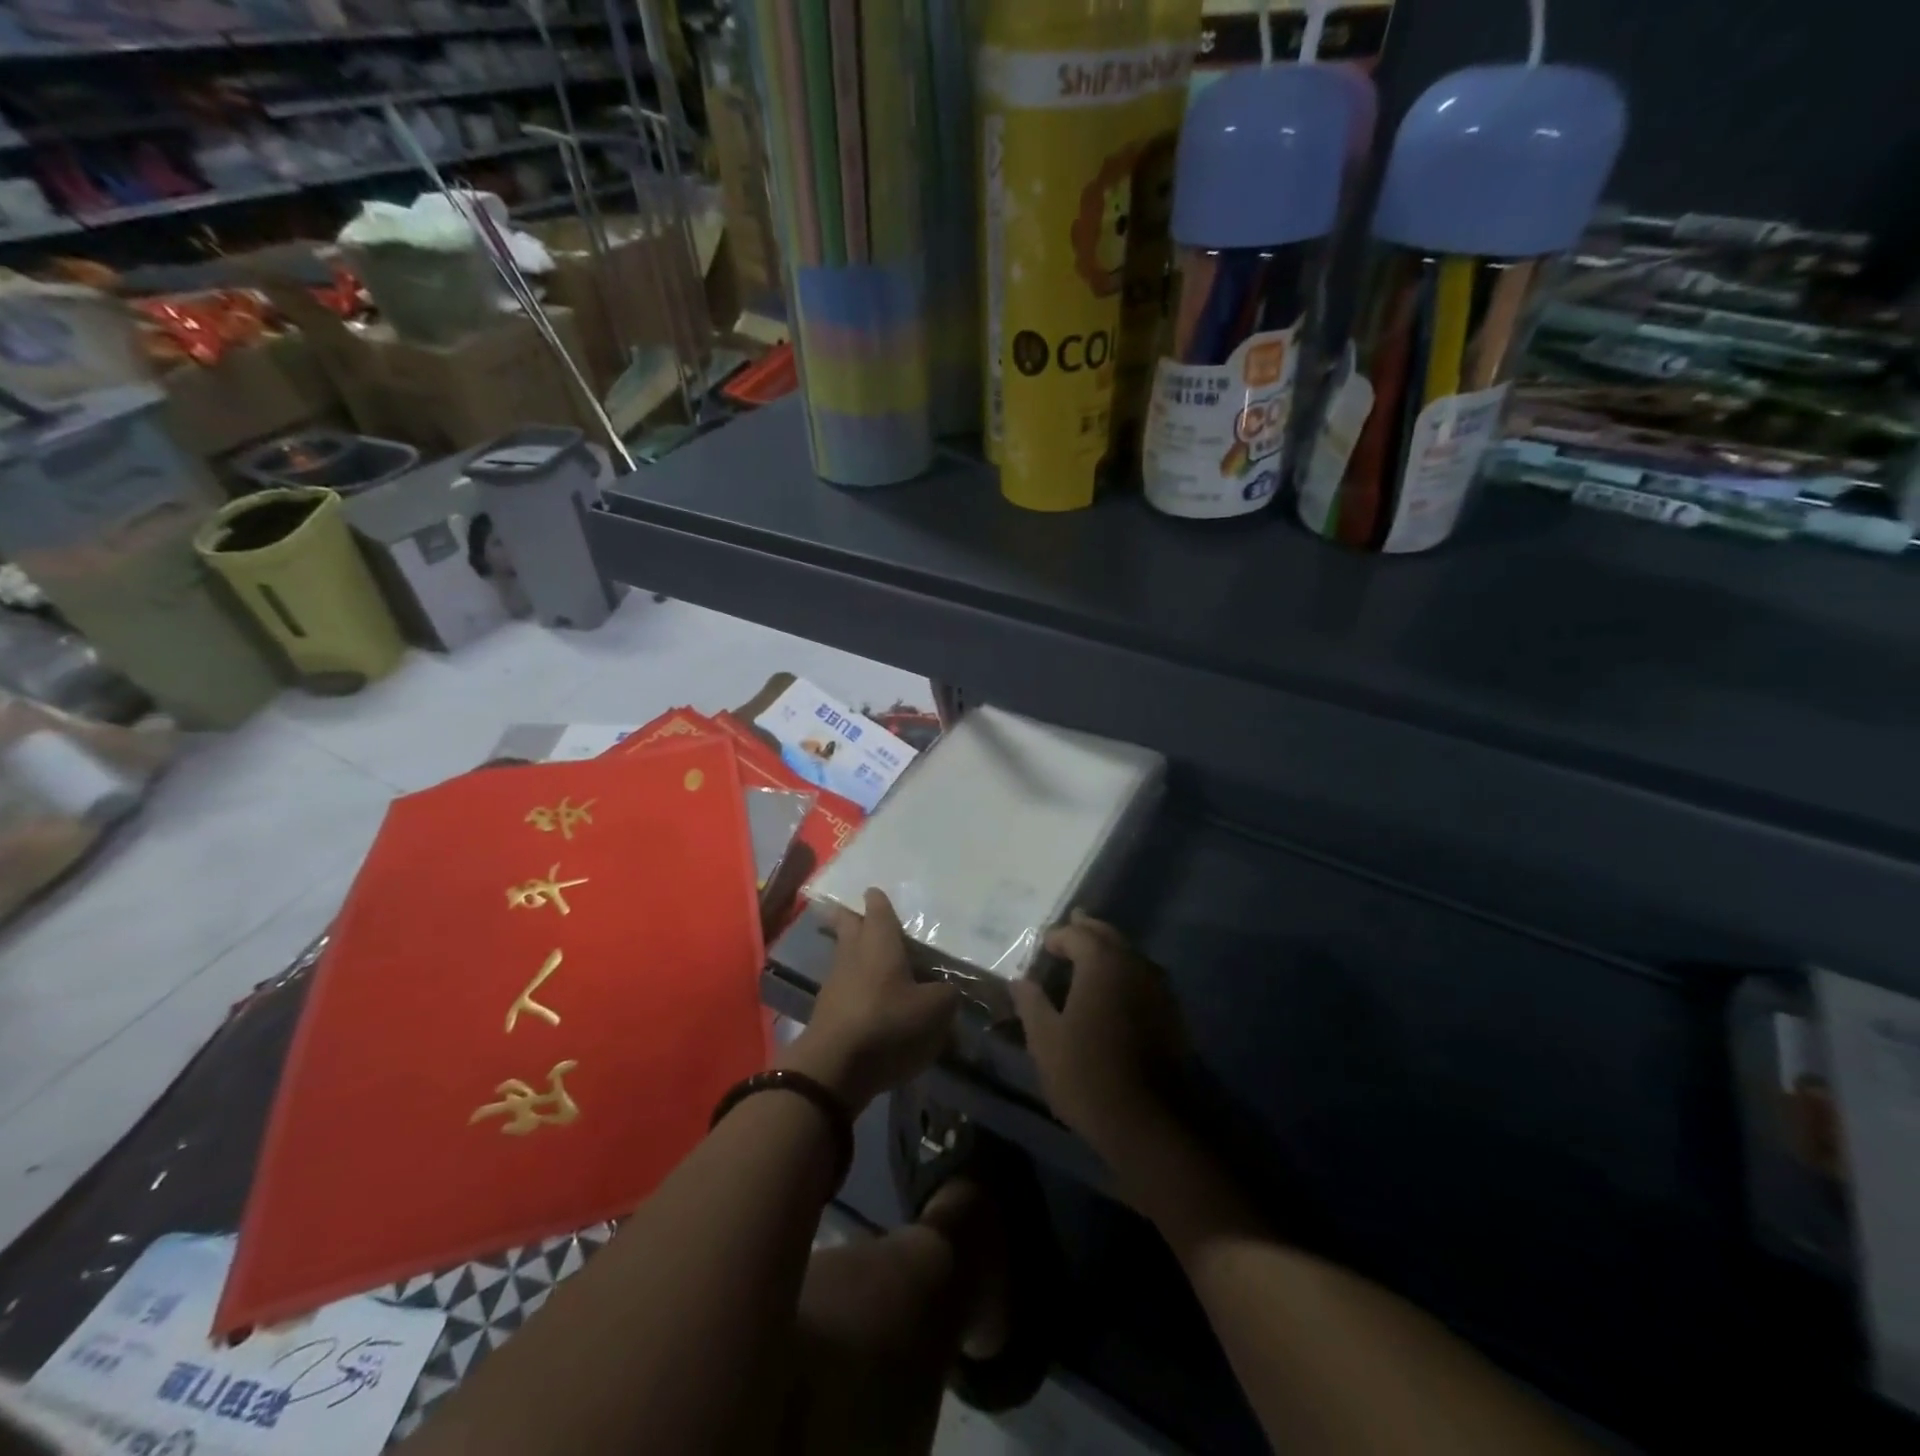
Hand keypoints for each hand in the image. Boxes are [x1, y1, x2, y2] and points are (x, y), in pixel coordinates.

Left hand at [780, 889, 959, 1111]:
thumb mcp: (934, 1010)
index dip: (878, 900)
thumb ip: (946, 994)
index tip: (877, 892)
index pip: (878, 909)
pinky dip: (856, 984)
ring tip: (876, 958)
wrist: (834, 1068)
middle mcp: (853, 953)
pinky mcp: (828, 1010)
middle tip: (863, 914)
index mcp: (879, 941)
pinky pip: (844, 985)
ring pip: (845, 955)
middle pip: (849, 925)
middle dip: (854, 917)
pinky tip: (872, 997)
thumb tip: (948, 989)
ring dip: (856, 952)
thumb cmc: (887, 1023)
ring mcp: (835, 981)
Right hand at [1010, 911, 1186, 1168]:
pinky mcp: (1171, 1013)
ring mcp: (1158, 988)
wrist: (1148, 1122)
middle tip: (1067, 931)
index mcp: (1102, 962)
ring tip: (1087, 959)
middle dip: (1086, 932)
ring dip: (1107, 952)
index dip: (1056, 937)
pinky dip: (1124, 974)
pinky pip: (1142, 978)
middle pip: (1107, 936)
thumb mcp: (1045, 1039)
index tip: (1041, 948)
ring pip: (1128, 955)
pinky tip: (1112, 991)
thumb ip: (1031, 1002)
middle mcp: (1134, 964)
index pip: (1076, 934)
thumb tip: (1020, 980)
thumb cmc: (1087, 1074)